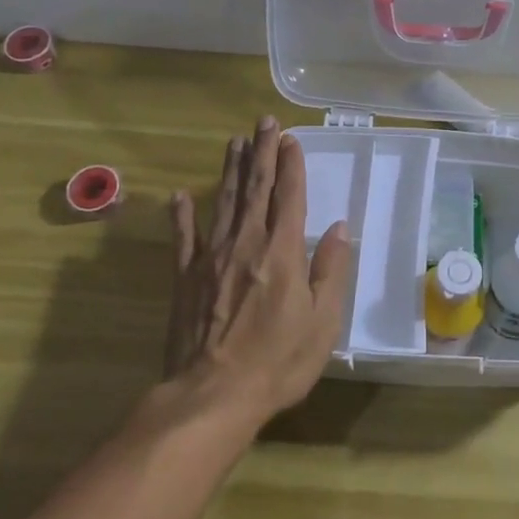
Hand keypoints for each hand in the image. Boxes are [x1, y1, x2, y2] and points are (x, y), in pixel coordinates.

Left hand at [165, 116, 350, 427]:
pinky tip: (178, 196)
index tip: (291, 138)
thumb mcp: (323, 322)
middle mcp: (246, 243)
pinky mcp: (185, 277)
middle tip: (264, 122)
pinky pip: (183, 238)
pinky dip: (181, 215)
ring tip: (235, 142)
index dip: (291, 165)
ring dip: (230, 169)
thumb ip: (331, 270)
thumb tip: (340, 229)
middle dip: (262, 153)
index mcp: (282, 251)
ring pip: (222, 202)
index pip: (289, 196)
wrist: (213, 396)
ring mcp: (211, 258)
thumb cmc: (278, 361)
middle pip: (255, 188)